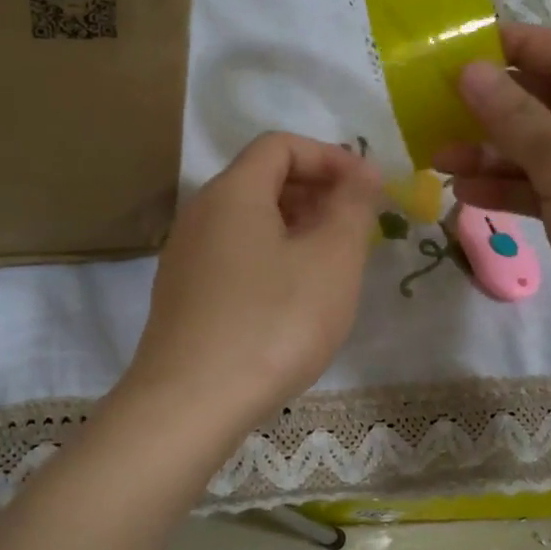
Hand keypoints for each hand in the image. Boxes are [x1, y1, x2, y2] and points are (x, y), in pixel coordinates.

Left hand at [122, 132, 381, 442]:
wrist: (190, 404)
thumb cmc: (273, 323)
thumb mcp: (331, 260)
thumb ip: (352, 207)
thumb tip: (363, 171)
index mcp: (232, 192)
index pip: (280, 145)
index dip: (329, 156)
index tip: (368, 188)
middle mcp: (199, 214)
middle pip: (261, 180)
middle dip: (315, 192)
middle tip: (356, 228)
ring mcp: (185, 257)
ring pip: (247, 223)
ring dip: (295, 228)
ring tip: (331, 264)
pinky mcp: (183, 296)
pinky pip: (233, 256)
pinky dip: (270, 259)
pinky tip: (292, 299)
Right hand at [433, 23, 550, 381]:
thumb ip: (518, 122)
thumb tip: (469, 72)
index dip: (519, 49)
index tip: (462, 42)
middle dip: (497, 112)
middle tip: (437, 106)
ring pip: (548, 157)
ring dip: (495, 156)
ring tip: (438, 158)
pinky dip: (512, 191)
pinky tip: (467, 192)